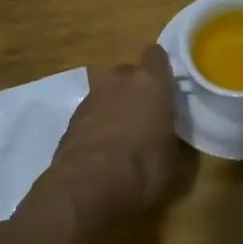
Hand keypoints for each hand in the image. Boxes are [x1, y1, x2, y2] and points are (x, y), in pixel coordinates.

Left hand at [52, 45, 180, 223]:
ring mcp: (92, 97)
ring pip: (107, 91)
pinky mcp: (71, 118)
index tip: (164, 84)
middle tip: (143, 113)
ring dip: (113, 105)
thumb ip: (166, 130)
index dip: (159, 68)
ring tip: (120, 133)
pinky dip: (96, 123)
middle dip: (134, 88)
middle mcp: (120, 81)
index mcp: (151, 83)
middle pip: (128, 73)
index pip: (156, 56)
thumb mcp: (171, 154)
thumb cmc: (144, 168)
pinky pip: (91, 112)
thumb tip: (161, 131)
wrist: (89, 187)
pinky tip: (101, 146)